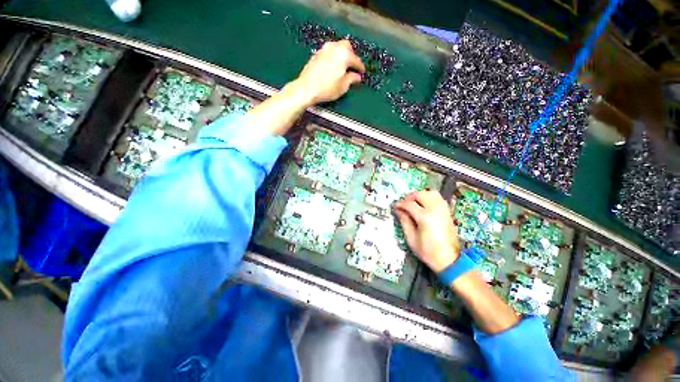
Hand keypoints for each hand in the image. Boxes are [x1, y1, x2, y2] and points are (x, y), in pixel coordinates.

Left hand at [288, 40, 364, 105]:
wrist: (306, 88)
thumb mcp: (343, 86)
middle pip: (347, 47)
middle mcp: (334, 47)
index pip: (356, 60)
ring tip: (343, 67)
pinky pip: (329, 52)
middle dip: (352, 56)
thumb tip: (356, 77)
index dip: (360, 68)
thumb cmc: (326, 88)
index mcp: (344, 54)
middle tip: (353, 67)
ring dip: (342, 55)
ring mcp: (324, 49)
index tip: (362, 73)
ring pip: (337, 47)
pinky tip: (333, 67)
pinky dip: (334, 57)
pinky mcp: (317, 54)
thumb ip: (352, 79)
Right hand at [395, 191, 459, 272]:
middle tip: (404, 204)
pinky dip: (429, 197)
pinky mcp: (448, 212)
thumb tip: (399, 210)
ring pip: (431, 193)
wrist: (449, 260)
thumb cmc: (428, 251)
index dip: (401, 204)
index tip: (395, 207)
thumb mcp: (411, 239)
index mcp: (425, 217)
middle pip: (421, 194)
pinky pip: (438, 198)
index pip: (410, 204)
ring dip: (420, 195)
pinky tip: (424, 205)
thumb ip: (404, 222)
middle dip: (410, 197)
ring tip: (414, 202)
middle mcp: (435, 210)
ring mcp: (443, 210)